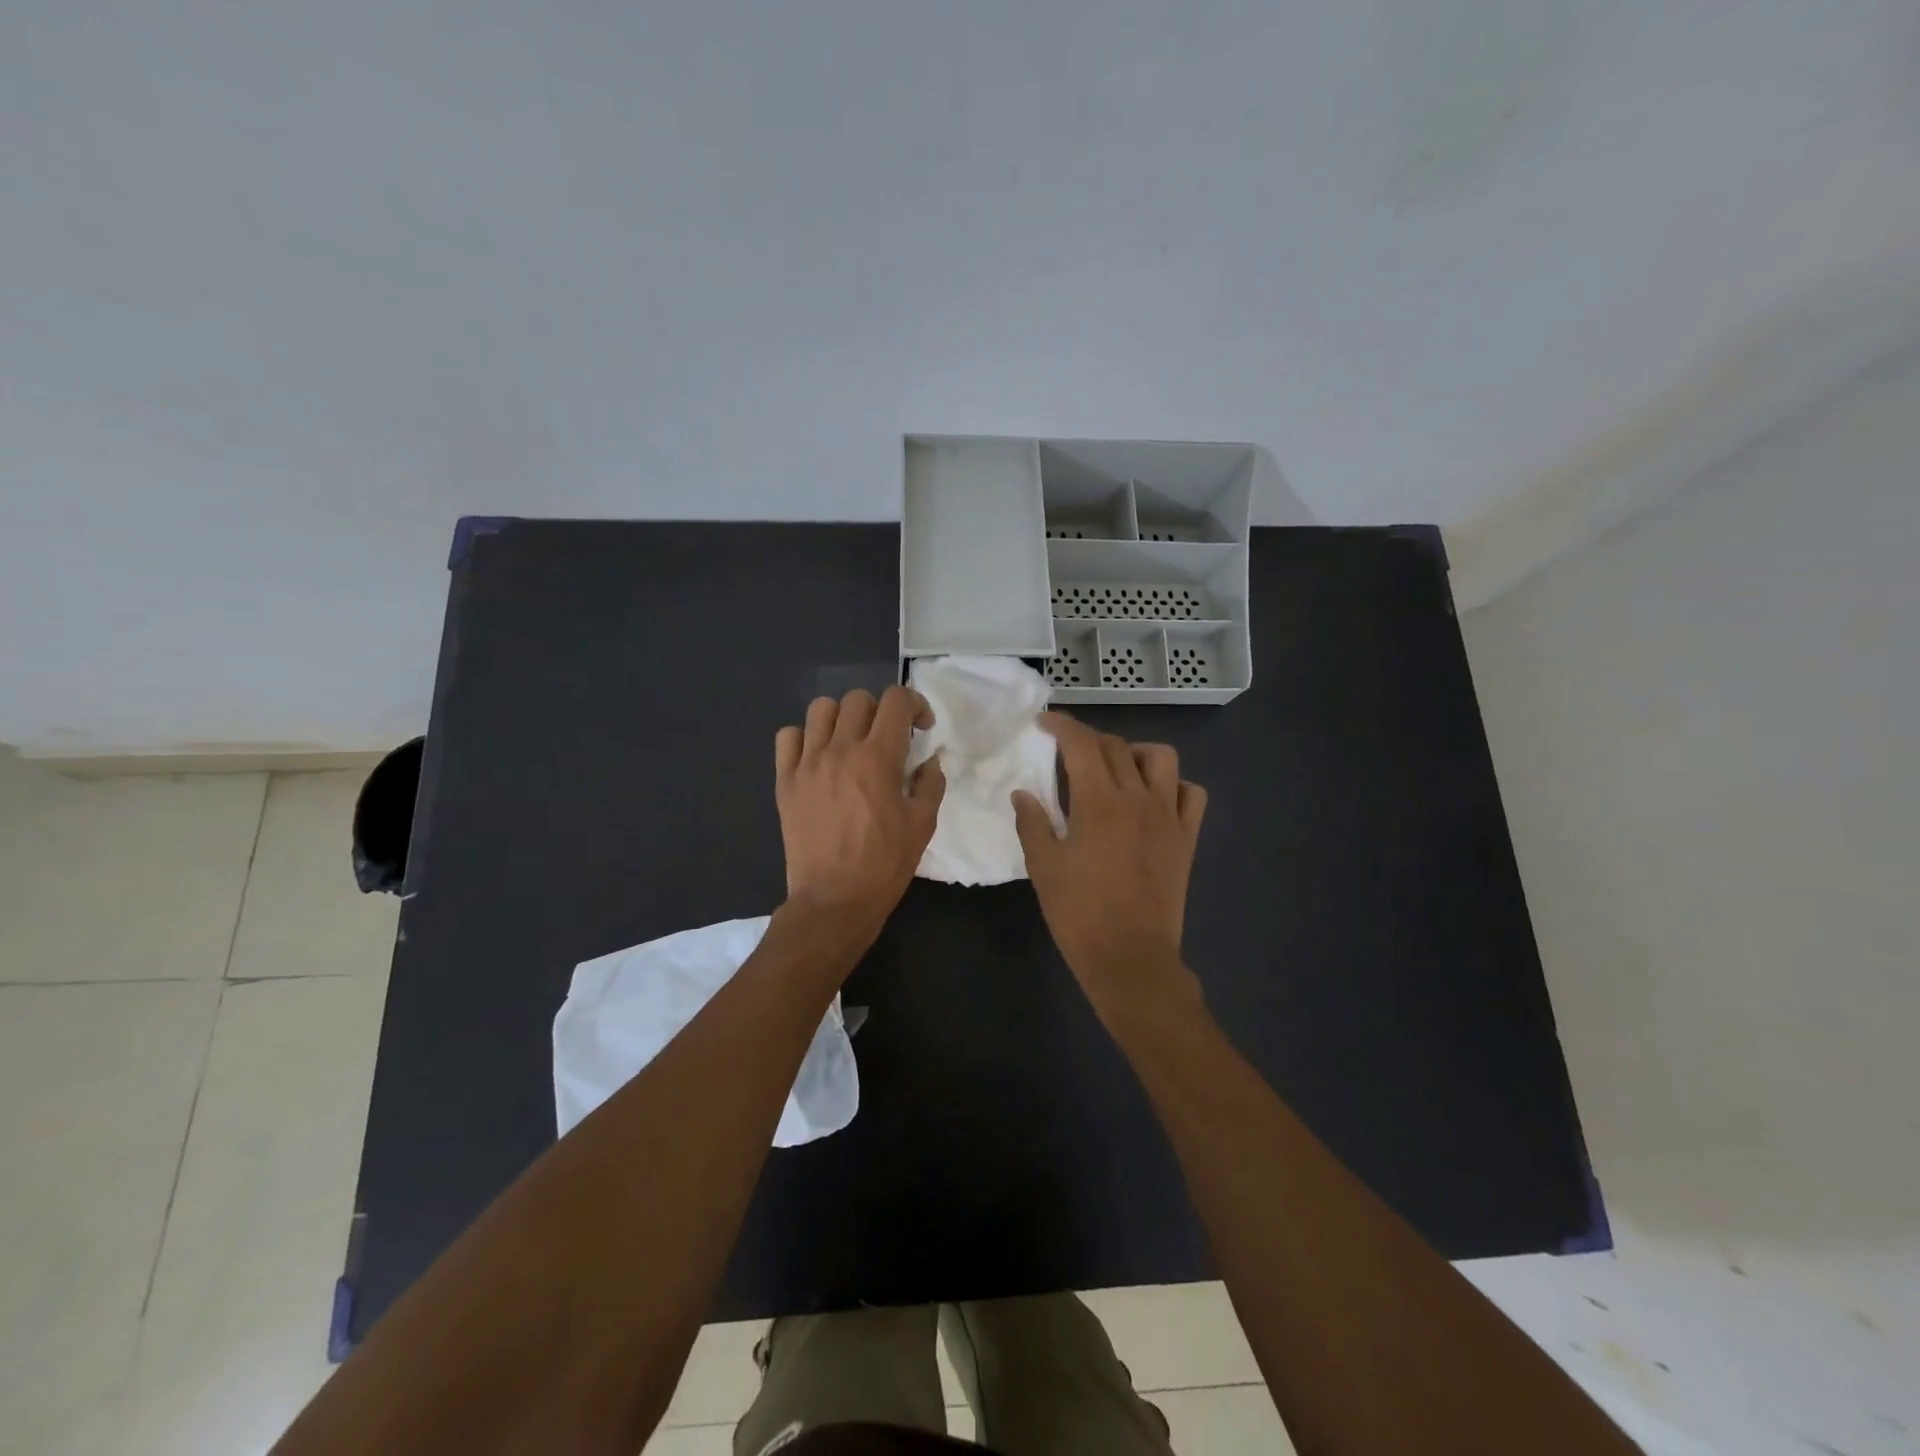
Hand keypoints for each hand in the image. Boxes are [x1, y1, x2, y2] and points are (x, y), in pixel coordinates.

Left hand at [775, 687, 945, 938]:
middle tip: (888, 739)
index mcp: (878, 757)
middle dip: (880, 711)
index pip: (896, 700)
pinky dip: (805, 737)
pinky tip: (818, 758)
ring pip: (821, 709)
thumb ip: (930, 783)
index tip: (921, 728)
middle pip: (858, 699)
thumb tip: (929, 760)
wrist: (834, 899)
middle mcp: (840, 749)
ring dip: (842, 718)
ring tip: (851, 743)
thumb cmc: (885, 864)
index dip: (915, 704)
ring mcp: (807, 763)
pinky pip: (788, 736)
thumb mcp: (923, 824)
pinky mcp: (785, 781)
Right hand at [1012, 714, 1207, 1018]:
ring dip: (1135, 753)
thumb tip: (1023, 792)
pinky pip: (1191, 794)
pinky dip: (1173, 785)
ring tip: (1116, 771)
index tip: (1045, 722)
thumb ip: (1032, 823)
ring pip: (1161, 758)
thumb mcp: (1043, 867)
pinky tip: (1153, 799)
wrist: (1130, 958)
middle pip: (1116, 746)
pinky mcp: (1186, 838)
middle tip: (1068, 753)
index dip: (1062, 725)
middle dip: (1088, 739)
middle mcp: (1138, 799)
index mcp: (1099, 803)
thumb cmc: (1079, 914)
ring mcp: (1168, 816)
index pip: (1082, 744)